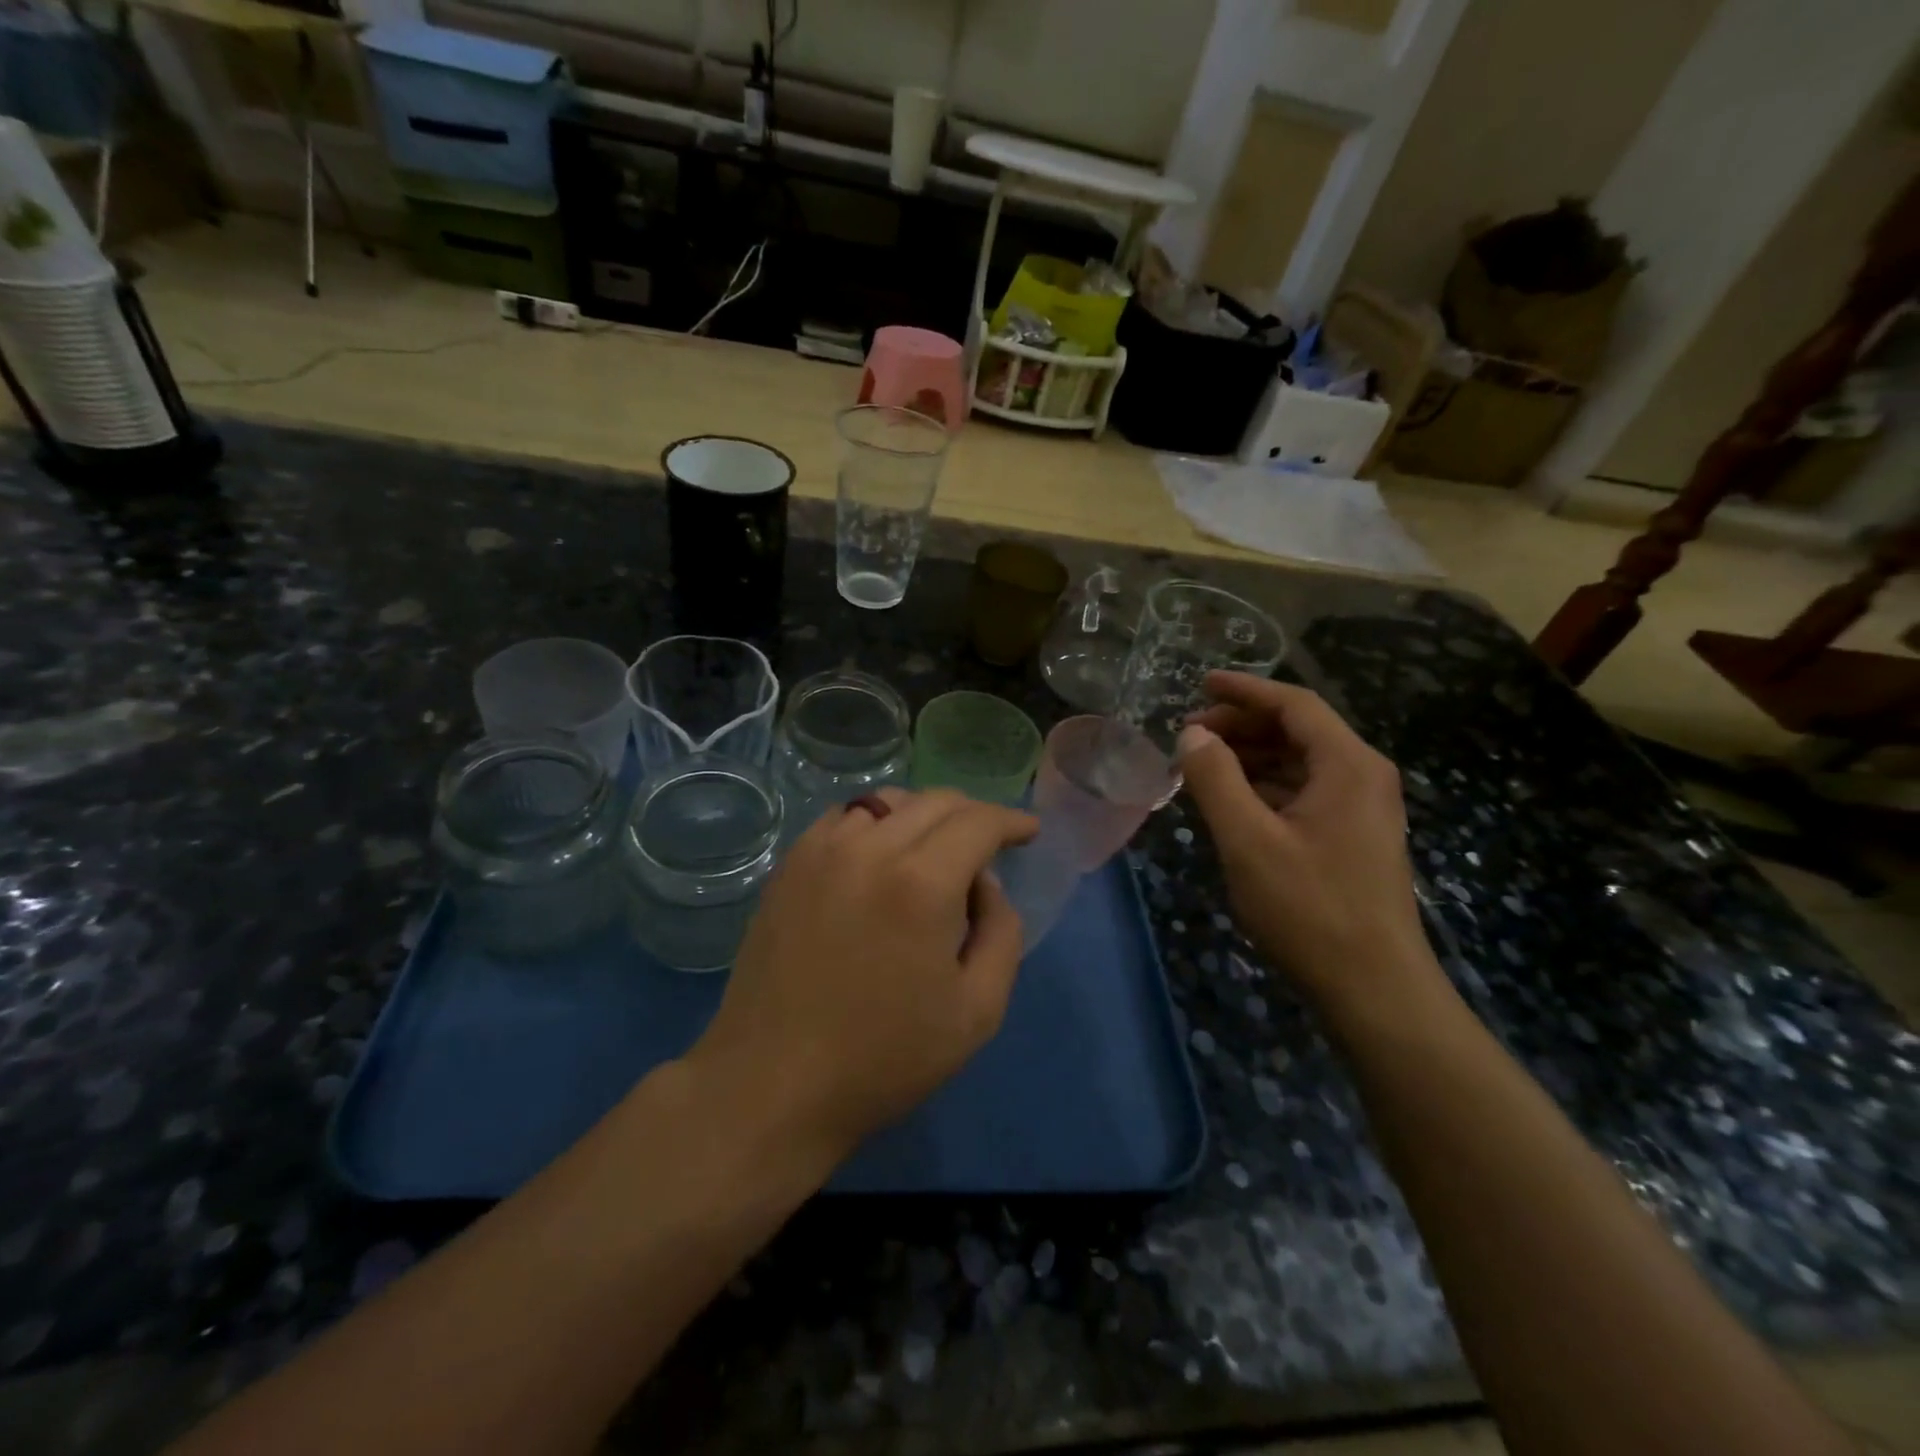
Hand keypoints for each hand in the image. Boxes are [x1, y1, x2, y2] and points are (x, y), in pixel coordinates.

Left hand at [687, 789, 1037, 1162]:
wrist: (773, 1082)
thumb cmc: (884, 1057)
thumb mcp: (977, 1011)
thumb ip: (1002, 932)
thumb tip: (986, 883)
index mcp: (921, 883)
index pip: (979, 822)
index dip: (1011, 821)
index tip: (1028, 832)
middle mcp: (870, 848)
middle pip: (936, 801)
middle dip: (974, 813)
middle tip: (990, 843)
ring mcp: (822, 850)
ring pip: (888, 801)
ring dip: (924, 813)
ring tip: (937, 847)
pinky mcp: (789, 864)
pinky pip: (845, 817)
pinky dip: (877, 821)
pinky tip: (881, 854)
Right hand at [1177, 672, 1436, 1014]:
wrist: (1374, 990)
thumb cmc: (1310, 908)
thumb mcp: (1248, 840)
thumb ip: (1216, 780)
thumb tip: (1192, 736)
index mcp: (1348, 765)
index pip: (1295, 705)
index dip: (1245, 690)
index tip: (1200, 684)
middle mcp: (1363, 777)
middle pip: (1299, 730)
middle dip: (1243, 725)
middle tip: (1190, 734)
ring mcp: (1363, 810)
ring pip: (1301, 763)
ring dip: (1252, 756)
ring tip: (1202, 765)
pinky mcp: (1354, 838)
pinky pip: (1305, 793)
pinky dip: (1266, 786)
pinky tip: (1232, 801)